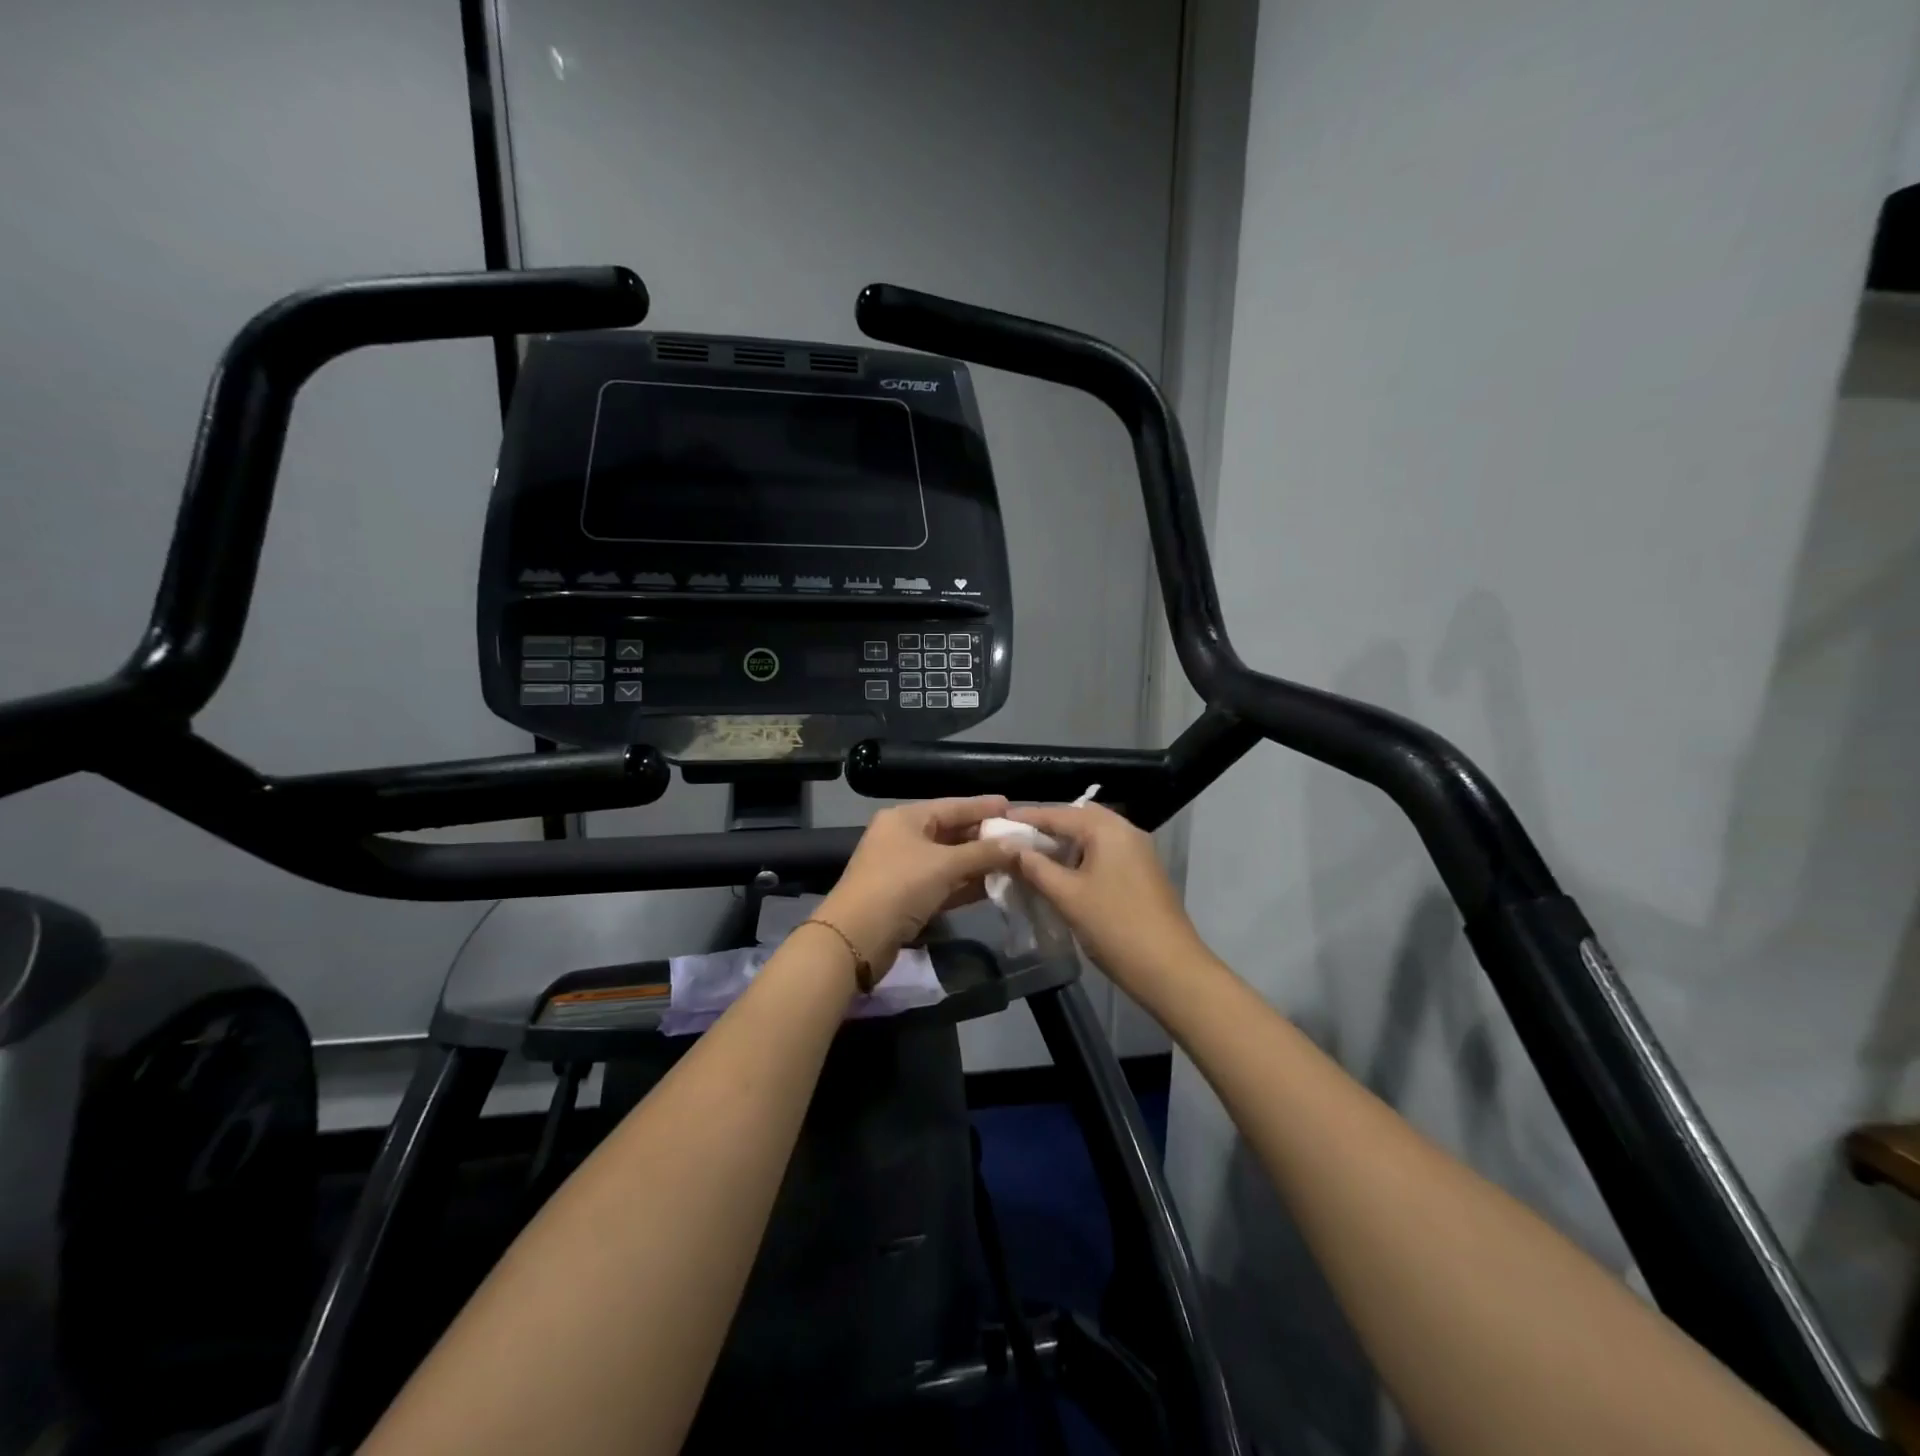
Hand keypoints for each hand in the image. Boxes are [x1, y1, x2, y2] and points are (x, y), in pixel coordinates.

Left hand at [817, 796, 1022, 971]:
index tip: (1013, 807)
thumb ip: (983, 853)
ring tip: (1016, 862)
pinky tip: (994, 886)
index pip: (953, 806)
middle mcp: (904, 838)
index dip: (983, 807)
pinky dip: (967, 884)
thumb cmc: (899, 886)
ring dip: (979, 863)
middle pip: (952, 832)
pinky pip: (944, 883)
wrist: (856, 938)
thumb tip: (1017, 846)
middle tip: (1020, 838)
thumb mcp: (944, 865)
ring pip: (950, 860)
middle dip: (985, 837)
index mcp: (906, 818)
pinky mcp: (909, 897)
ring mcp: (905, 869)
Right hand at [1007, 802, 1210, 1000]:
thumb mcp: (1067, 896)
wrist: (1170, 969)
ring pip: (1092, 837)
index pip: (1059, 813)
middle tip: (1015, 840)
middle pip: (1078, 819)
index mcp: (1108, 829)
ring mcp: (1138, 852)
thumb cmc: (1114, 926)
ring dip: (1064, 844)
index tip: (996, 822)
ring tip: (1032, 857)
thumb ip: (1036, 868)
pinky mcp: (1141, 873)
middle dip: (1047, 827)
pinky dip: (1080, 857)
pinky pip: (1104, 853)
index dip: (1026, 818)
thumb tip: (1011, 849)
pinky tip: (1061, 875)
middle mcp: (1126, 831)